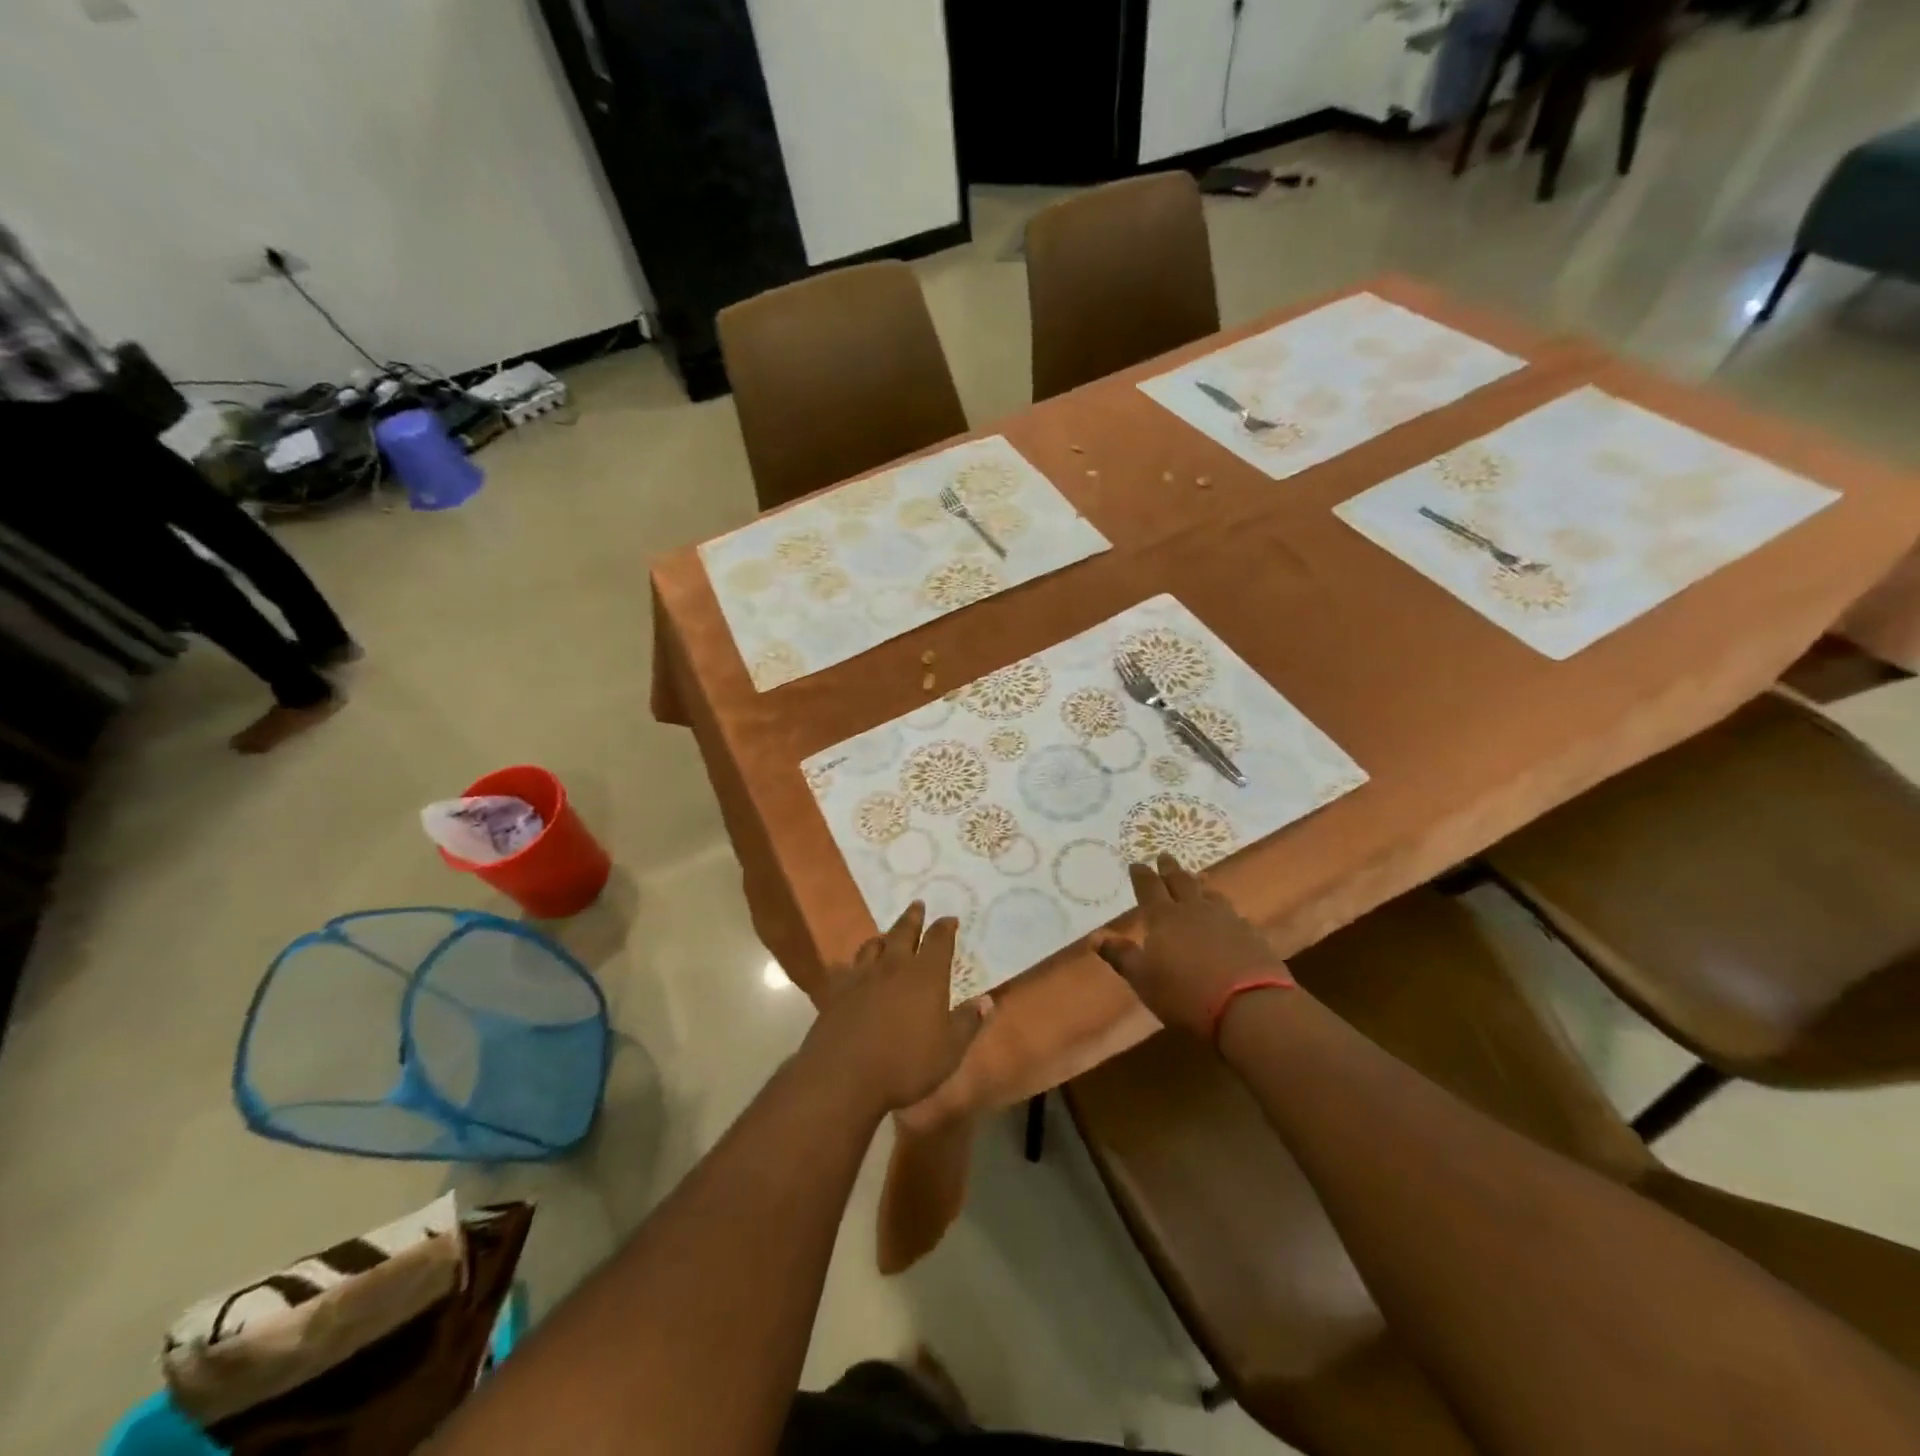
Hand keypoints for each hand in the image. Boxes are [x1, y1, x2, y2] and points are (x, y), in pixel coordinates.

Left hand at [803, 903, 985, 1113]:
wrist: (842, 1076)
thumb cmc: (905, 1064)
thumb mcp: (949, 1051)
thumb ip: (967, 1023)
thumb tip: (987, 1000)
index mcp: (926, 975)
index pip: (939, 941)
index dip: (945, 927)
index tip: (950, 918)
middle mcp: (894, 966)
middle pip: (904, 932)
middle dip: (913, 918)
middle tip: (917, 904)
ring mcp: (861, 976)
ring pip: (873, 945)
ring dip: (883, 937)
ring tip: (886, 934)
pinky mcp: (836, 991)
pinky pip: (844, 968)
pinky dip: (851, 964)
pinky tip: (849, 969)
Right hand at [1093, 854, 1290, 1038]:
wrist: (1250, 1008)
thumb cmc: (1185, 994)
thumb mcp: (1143, 979)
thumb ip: (1121, 955)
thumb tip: (1095, 936)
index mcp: (1164, 918)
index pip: (1149, 888)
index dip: (1141, 875)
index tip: (1136, 863)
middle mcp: (1194, 910)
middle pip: (1180, 882)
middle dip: (1170, 869)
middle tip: (1165, 855)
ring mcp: (1227, 920)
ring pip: (1210, 894)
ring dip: (1200, 885)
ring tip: (1198, 878)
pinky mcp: (1252, 935)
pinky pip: (1233, 914)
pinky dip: (1224, 909)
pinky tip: (1228, 916)